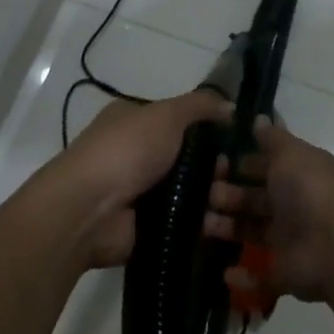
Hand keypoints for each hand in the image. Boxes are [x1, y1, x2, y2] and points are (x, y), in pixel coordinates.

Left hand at [37, 89, 229, 268]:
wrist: (88, 211)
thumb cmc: (126, 151)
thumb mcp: (166, 115)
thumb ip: (200, 106)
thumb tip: (231, 106)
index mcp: (135, 121)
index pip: (179, 121)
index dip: (209, 128)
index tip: (239, 140)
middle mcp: (137, 154)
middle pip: (189, 158)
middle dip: (218, 166)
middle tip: (245, 175)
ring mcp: (142, 193)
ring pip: (190, 192)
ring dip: (216, 196)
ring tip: (243, 202)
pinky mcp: (147, 227)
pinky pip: (184, 222)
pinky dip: (204, 223)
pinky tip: (230, 225)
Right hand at [205, 118, 333, 303]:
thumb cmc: (310, 191)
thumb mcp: (291, 154)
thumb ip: (272, 139)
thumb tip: (259, 118)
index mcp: (297, 174)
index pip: (264, 166)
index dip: (240, 164)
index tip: (213, 163)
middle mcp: (293, 205)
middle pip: (255, 200)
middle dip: (228, 196)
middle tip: (205, 195)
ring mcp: (290, 240)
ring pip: (253, 233)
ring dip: (228, 229)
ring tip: (204, 225)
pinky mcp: (285, 274)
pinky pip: (260, 277)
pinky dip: (242, 277)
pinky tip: (225, 271)